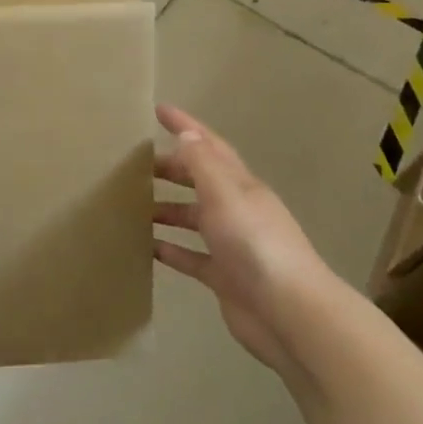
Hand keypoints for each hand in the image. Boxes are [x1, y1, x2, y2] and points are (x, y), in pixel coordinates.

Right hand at [152, 104, 333, 375]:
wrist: (289, 314)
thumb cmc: (255, 244)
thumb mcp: (226, 194)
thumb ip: (203, 164)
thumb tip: (186, 134)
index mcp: (240, 186)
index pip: (209, 146)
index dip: (186, 126)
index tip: (159, 109)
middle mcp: (237, 210)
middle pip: (199, 181)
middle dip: (171, 168)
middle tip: (135, 164)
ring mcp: (231, 245)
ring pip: (193, 218)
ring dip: (167, 209)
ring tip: (133, 207)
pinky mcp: (224, 277)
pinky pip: (192, 257)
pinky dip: (171, 250)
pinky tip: (147, 249)